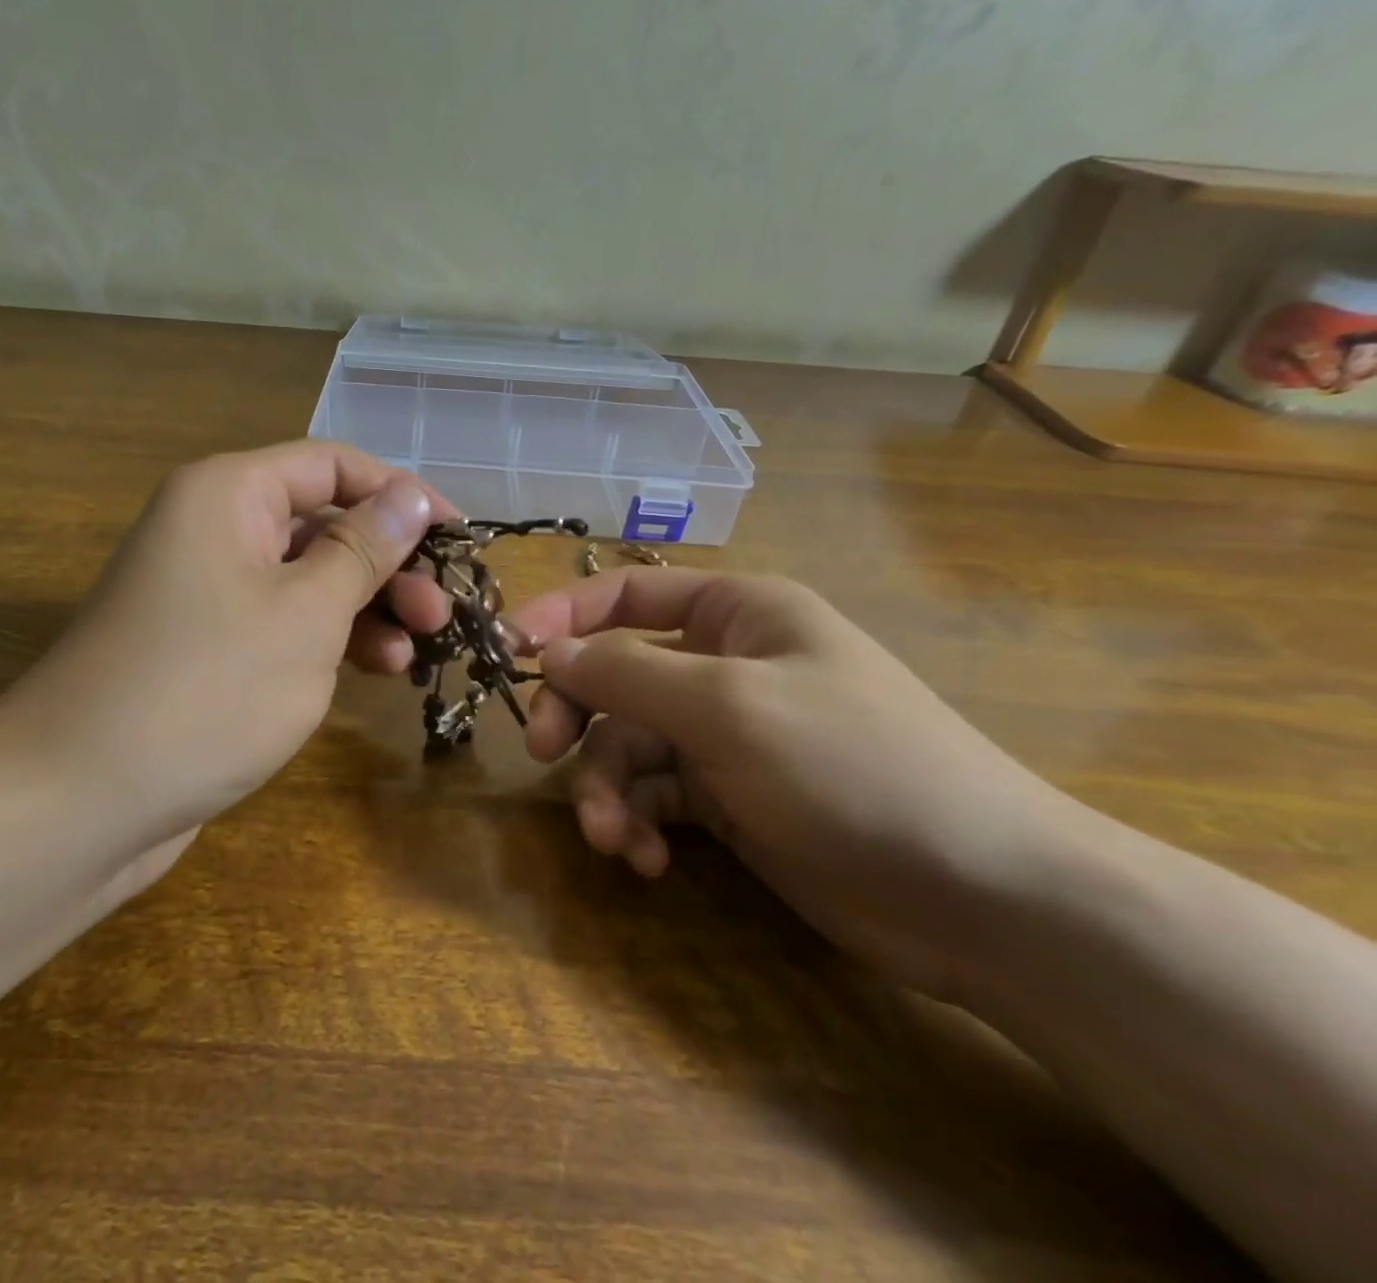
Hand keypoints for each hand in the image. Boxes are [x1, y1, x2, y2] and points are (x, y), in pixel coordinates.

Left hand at [0, 441, 451, 868]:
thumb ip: (364, 549)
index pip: (334, 465)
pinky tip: (371, 670)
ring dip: (367, 607)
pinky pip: (284, 622)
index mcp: (229, 494)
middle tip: (441, 614)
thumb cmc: (206, 689)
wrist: (76, 802)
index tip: (458, 538)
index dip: (402, 495)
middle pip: (324, 523)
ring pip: (308, 578)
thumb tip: (410, 496)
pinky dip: (330, 639)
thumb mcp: (306, 613)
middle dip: (389, 563)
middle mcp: (214, 528)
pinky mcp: (208, 647)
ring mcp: (208, 591)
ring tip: (415, 651)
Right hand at [513, 569, 1089, 999]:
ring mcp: (726, 736)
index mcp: (736, 613)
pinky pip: (658, 796)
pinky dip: (643, 823)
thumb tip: (549, 652)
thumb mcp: (728, 707)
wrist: (982, 897)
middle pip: (616, 676)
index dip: (563, 615)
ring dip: (609, 789)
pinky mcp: (729, 799)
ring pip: (630, 745)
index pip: (625, 594)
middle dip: (579, 719)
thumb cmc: (853, 765)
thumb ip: (628, 675)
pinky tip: (648, 861)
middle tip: (544, 757)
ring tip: (614, 839)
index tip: (508, 651)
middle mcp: (725, 665)